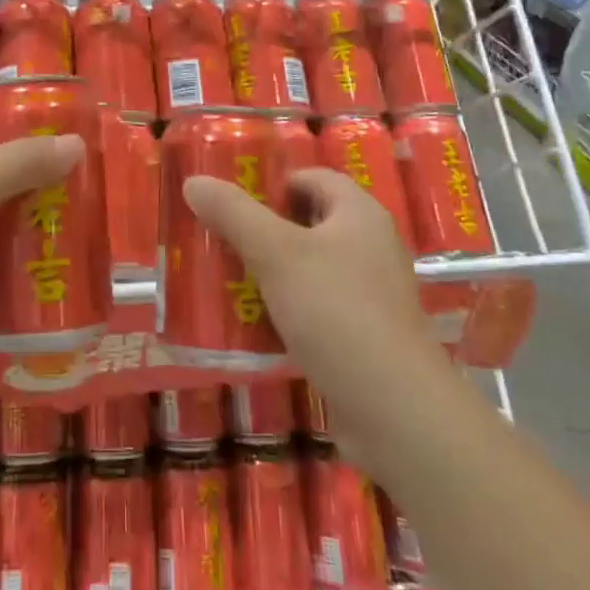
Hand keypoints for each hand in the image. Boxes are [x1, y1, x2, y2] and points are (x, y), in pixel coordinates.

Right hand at [183, 168, 447, 472]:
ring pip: (311, 269)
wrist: (395, 412)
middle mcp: (372, 246)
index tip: (234, 201)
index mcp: (360, 214)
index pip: (314, 178)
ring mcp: (373, 295)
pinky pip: (318, 309)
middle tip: (222, 238)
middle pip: (310, 223)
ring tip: (228, 279)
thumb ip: (234, 214)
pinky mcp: (366, 337)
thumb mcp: (275, 253)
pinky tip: (255, 325)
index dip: (275, 182)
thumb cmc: (336, 311)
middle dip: (266, 230)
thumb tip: (194, 181)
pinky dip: (288, 311)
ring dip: (273, 273)